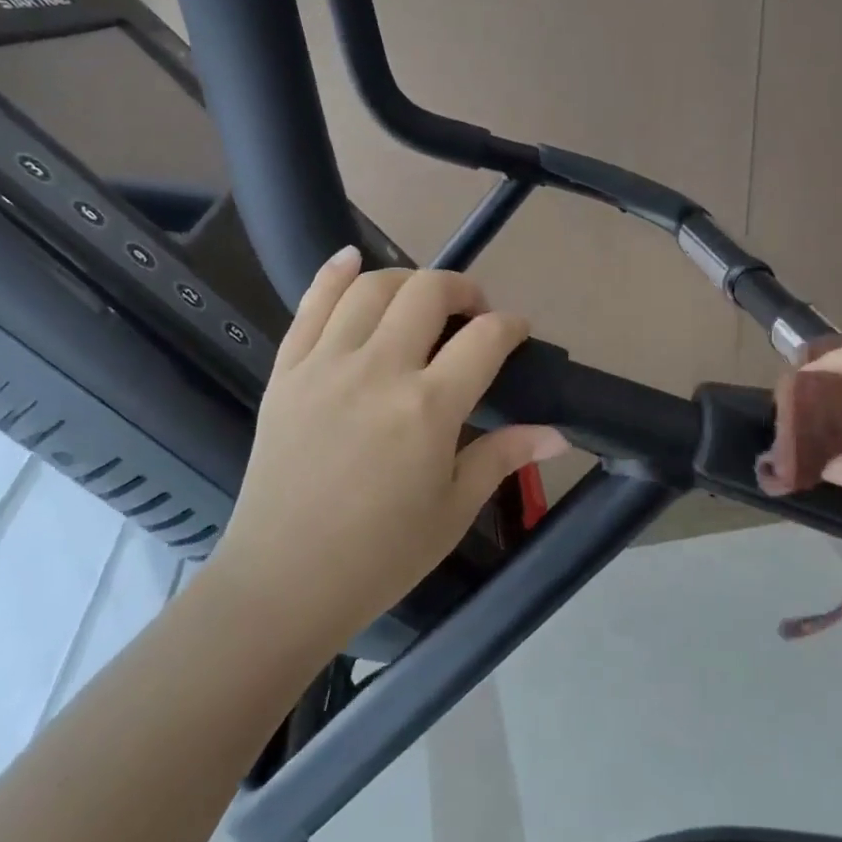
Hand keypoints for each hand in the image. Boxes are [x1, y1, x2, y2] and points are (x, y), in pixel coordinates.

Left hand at [202, 247, 565, 657]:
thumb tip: (558, 434)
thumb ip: (503, 457)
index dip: (510, 326)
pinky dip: (333, 275)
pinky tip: (351, 259)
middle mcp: (378, 370)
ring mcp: (325, 365)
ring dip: (406, 279)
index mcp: (427, 408)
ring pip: (370, 288)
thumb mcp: (452, 510)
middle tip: (473, 311)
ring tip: (421, 298)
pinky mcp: (287, 372)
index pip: (485, 339)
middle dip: (462, 289)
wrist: (283, 582)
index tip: (517, 333)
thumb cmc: (379, 557)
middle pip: (428, 294)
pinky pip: (310, 306)